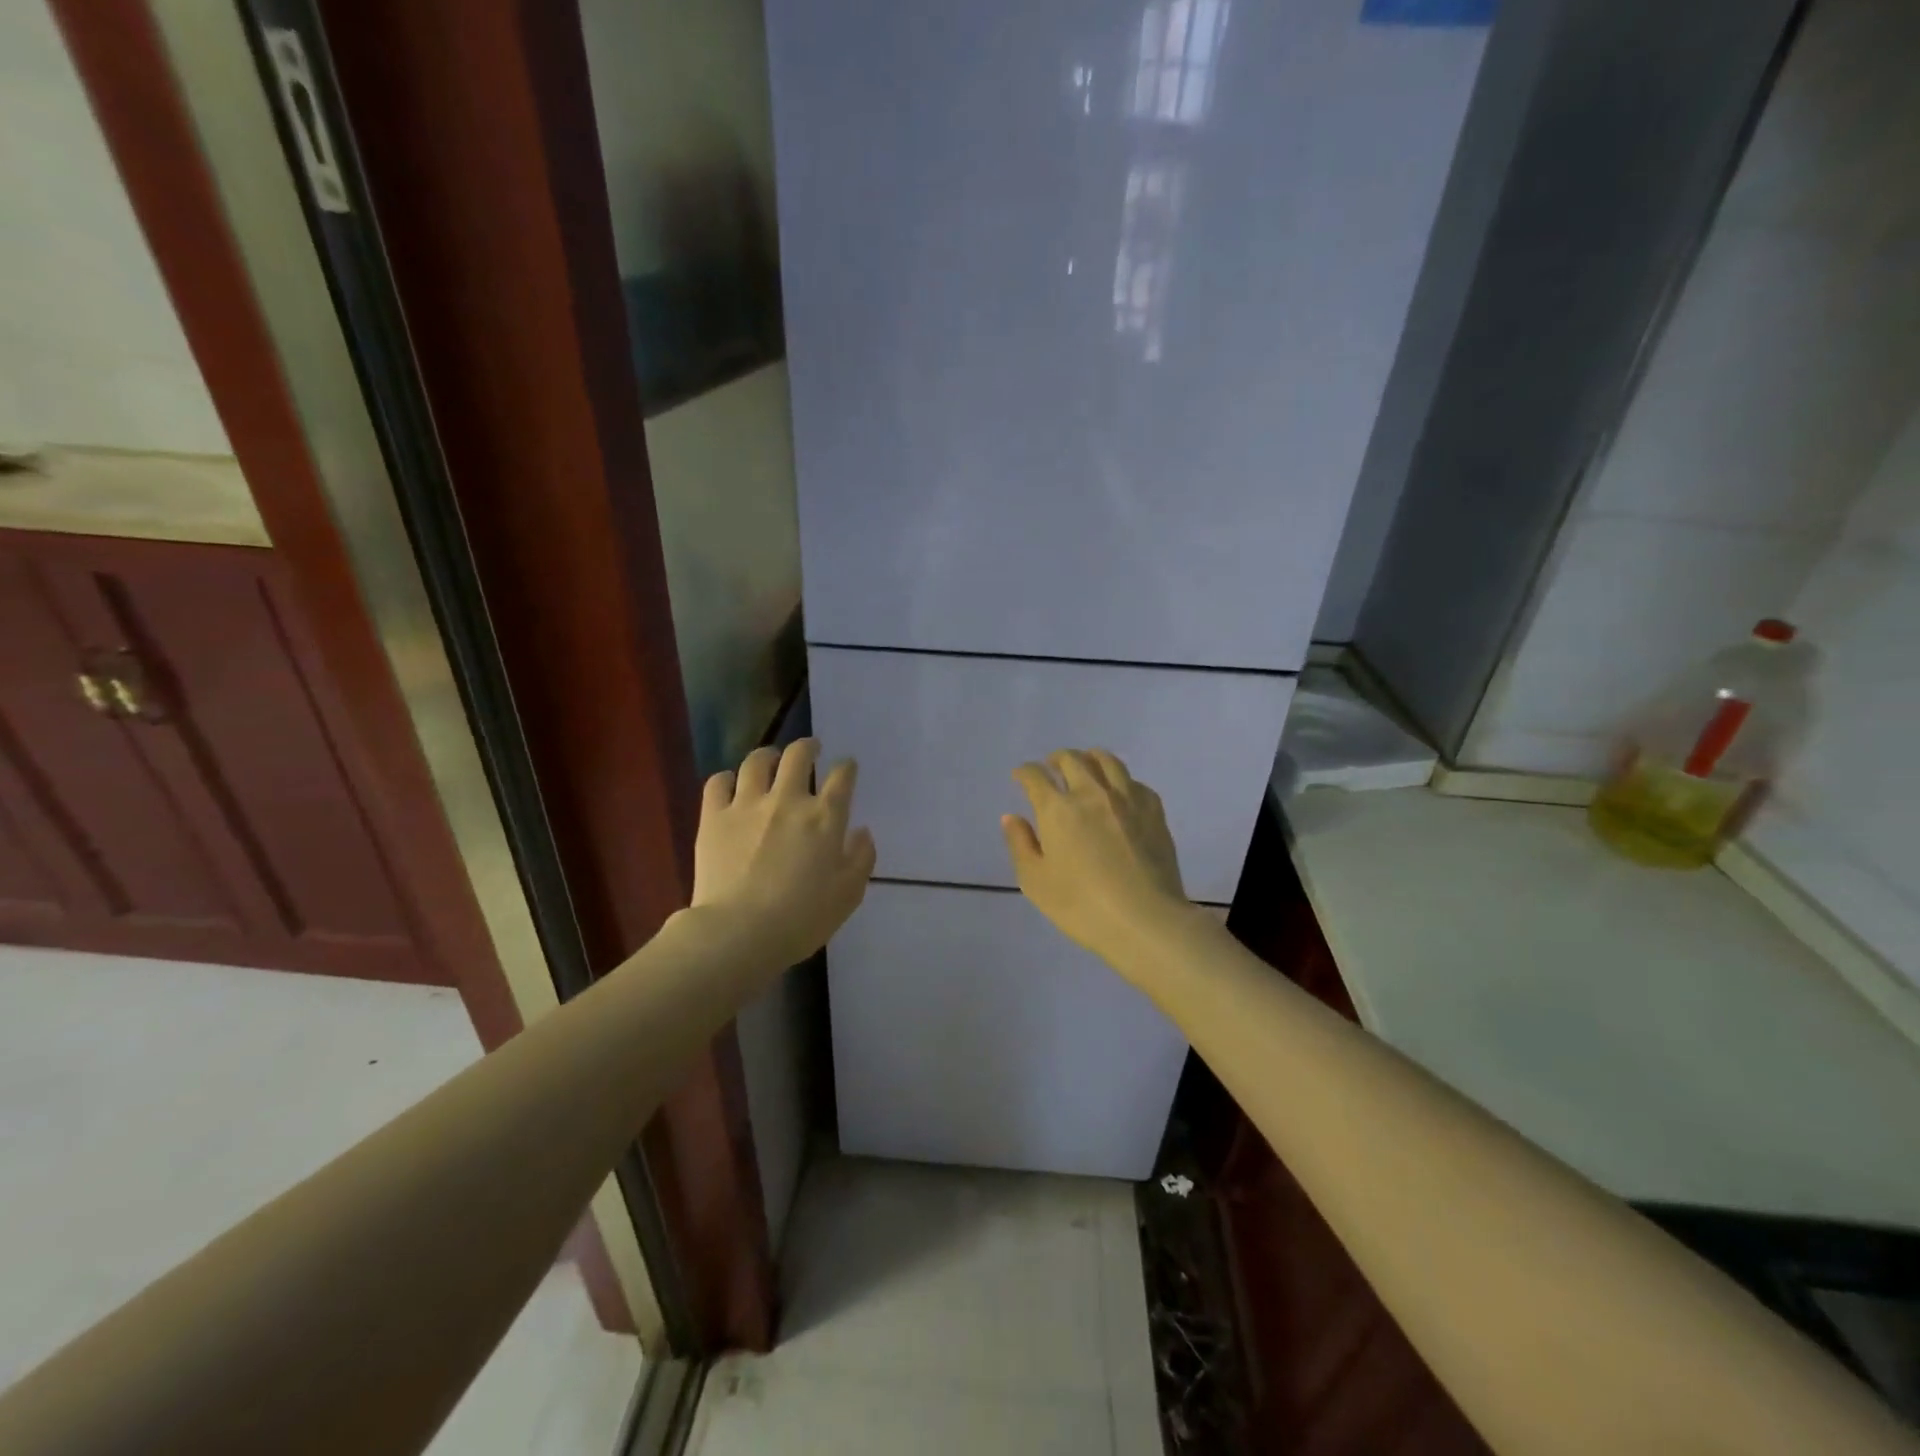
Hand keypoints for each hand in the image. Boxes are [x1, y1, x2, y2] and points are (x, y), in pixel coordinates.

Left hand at [691, 739, 875, 969]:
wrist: (740, 932)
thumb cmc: (802, 918)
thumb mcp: (848, 894)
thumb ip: (861, 858)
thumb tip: (861, 832)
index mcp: (825, 817)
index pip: (842, 777)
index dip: (847, 767)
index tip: (847, 766)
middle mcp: (788, 800)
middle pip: (799, 756)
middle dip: (808, 746)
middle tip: (811, 748)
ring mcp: (747, 805)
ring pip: (757, 761)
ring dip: (768, 755)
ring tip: (770, 759)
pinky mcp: (714, 816)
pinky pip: (718, 782)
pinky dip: (727, 778)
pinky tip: (731, 784)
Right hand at [1002, 748, 1194, 975]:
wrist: (1145, 920)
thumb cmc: (1081, 906)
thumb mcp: (1035, 882)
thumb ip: (1020, 844)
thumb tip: (1012, 817)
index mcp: (1057, 809)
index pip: (1035, 776)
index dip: (1024, 773)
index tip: (1020, 777)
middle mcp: (1091, 793)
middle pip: (1071, 759)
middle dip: (1055, 760)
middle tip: (1051, 769)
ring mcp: (1126, 798)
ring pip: (1106, 761)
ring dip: (1089, 758)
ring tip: (1085, 766)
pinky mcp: (1153, 810)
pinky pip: (1134, 781)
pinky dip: (1120, 780)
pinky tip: (1119, 792)